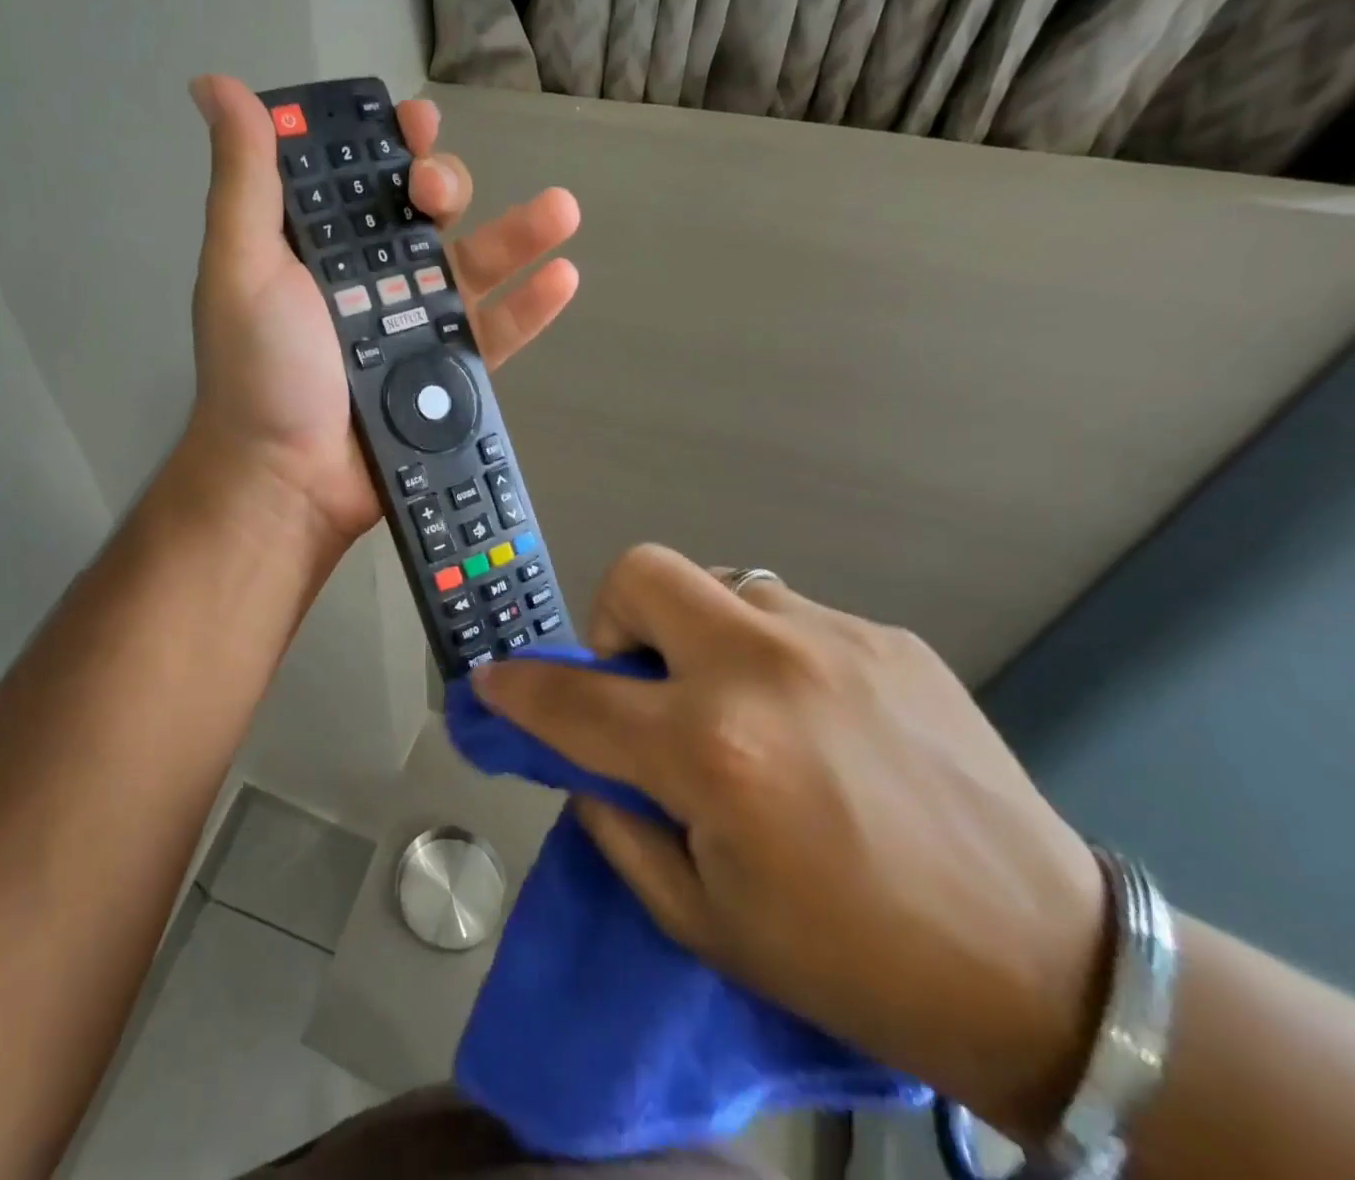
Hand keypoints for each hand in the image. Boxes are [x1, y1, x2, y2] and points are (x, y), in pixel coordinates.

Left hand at [183, 75, 578, 559]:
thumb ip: (244, 180)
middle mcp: (371, 282)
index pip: (363, 181)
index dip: (391, 146)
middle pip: (425, 217)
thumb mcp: (242, 266)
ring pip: (474, 269)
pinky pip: (495, 335)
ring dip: (519, 234)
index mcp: (322, 251)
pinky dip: (530, 308)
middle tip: (439, 192)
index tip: (414, 127)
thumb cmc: (262, 370)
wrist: (288, 479)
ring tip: (561, 209)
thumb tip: (215, 84)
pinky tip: (563, 276)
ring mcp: (414, 330)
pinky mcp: (447, 376)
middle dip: (445, 186)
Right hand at [471, 546, 1109, 1142]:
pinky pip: (788, 614)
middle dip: (616, 620)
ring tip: (740, 705)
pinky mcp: (889, 639)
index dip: (518, 686)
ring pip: (720, 583)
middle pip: (643, 572)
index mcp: (710, 752)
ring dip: (700, 636)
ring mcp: (833, 641)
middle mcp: (762, 670)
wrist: (1050, 971)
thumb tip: (582, 759)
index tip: (494, 679)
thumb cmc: (853, 965)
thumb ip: (617, 823)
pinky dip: (769, 653)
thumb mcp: (701, 918)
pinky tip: (813, 718)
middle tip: (645, 687)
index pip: (573, 696)